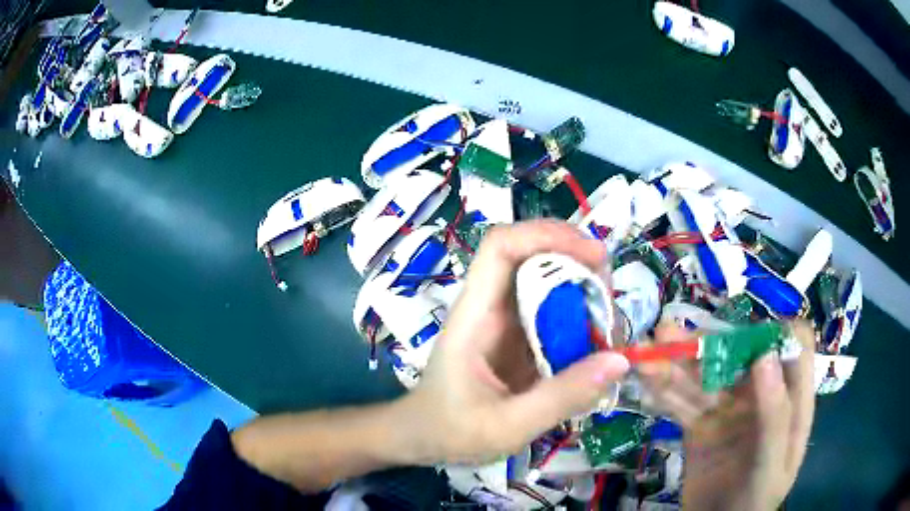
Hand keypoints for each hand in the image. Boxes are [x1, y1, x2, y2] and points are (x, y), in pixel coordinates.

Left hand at [399, 220, 630, 464]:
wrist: (424, 437)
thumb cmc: (452, 430)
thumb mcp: (508, 426)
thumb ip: (561, 397)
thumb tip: (620, 360)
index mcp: (474, 316)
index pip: (501, 246)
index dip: (546, 235)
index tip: (593, 256)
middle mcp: (489, 307)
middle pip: (530, 253)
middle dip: (576, 259)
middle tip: (609, 294)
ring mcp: (504, 320)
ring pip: (546, 279)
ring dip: (582, 288)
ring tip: (609, 321)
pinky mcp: (518, 336)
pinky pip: (552, 310)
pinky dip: (579, 315)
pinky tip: (598, 340)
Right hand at [637, 321, 816, 510]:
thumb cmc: (756, 498)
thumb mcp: (771, 464)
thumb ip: (775, 416)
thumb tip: (764, 356)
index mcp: (791, 397)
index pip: (794, 345)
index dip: (776, 333)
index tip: (746, 337)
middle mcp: (761, 394)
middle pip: (741, 354)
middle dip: (710, 341)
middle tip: (672, 335)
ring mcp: (729, 408)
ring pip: (706, 376)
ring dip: (677, 362)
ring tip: (647, 350)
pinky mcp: (701, 424)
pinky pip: (683, 401)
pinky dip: (664, 389)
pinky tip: (645, 377)